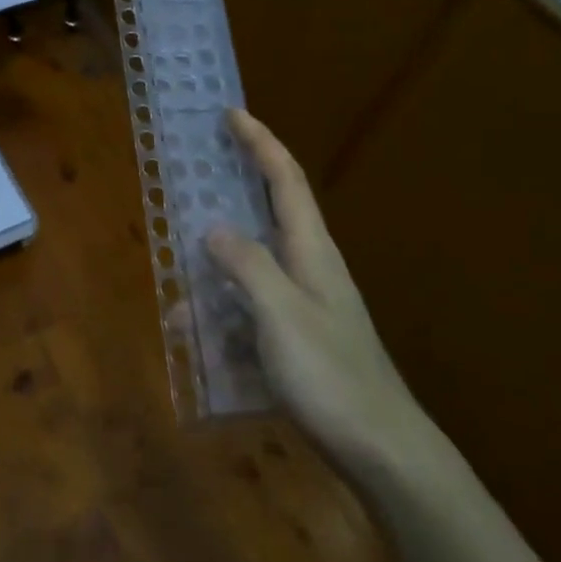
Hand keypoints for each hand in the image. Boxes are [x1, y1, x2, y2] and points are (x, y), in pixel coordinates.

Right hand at [207, 109, 434, 475]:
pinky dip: (222, 310)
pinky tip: (196, 336)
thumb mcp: (282, 313)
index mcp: (312, 250)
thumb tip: (214, 229)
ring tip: (180, 284)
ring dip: (217, 265)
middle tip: (198, 174)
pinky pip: (250, 306)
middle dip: (237, 187)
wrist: (381, 448)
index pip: (286, 179)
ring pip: (254, 264)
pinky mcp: (298, 336)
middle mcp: (311, 267)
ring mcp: (306, 303)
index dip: (260, 142)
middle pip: (271, 211)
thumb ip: (247, 265)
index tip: (232, 114)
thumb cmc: (331, 374)